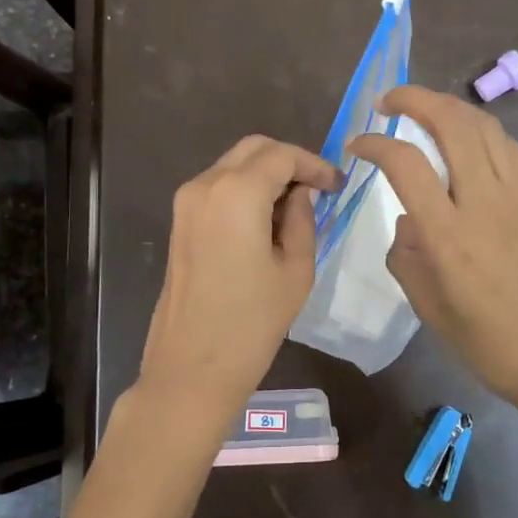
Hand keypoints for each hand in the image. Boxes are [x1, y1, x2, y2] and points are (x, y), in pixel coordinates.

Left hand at [136, 135, 340, 432]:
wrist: (191, 368)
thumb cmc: (252, 322)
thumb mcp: (295, 269)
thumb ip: (302, 218)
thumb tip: (301, 193)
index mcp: (237, 192)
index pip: (282, 156)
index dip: (314, 164)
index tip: (337, 185)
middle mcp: (205, 185)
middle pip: (253, 150)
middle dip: (289, 161)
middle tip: (319, 189)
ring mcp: (186, 203)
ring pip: (233, 165)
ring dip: (266, 174)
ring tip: (296, 206)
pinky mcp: (179, 222)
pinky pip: (218, 187)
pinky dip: (245, 189)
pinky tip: (267, 218)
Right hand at [350, 86, 517, 413]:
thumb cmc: (485, 341)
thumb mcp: (425, 304)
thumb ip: (406, 252)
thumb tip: (409, 218)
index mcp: (449, 235)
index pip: (405, 163)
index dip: (375, 143)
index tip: (358, 144)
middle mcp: (485, 203)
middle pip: (452, 123)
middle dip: (415, 99)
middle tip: (389, 101)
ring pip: (485, 126)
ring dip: (449, 107)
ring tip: (425, 111)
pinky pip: (508, 148)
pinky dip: (480, 131)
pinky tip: (467, 141)